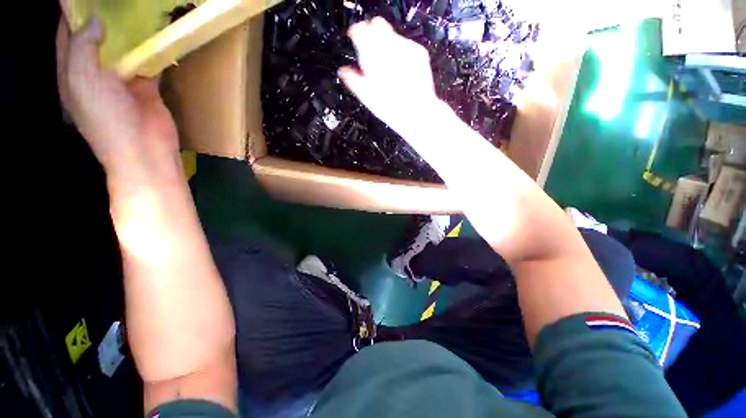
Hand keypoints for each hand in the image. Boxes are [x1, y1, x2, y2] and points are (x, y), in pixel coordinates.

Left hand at [56, 16, 178, 175]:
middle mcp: (95, 71)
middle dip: (102, 16)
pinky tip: (157, 34)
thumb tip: (94, 19)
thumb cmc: (106, 118)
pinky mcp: (147, 86)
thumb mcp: (83, 80)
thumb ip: (82, 46)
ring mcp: (122, 79)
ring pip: (123, 47)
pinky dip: (152, 49)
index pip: (67, 33)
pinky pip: (148, 62)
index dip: (72, 12)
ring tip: (136, 9)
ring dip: (128, 31)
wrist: (144, 149)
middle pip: (95, 37)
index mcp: (73, 71)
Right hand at [339, 17, 439, 135]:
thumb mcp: (366, 95)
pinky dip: (403, 55)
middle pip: (377, 24)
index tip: (356, 41)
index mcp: (371, 53)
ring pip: (392, 36)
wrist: (416, 111)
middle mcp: (388, 45)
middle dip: (373, 35)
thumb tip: (343, 71)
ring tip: (390, 70)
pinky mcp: (419, 52)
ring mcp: (405, 47)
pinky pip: (407, 46)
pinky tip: (402, 72)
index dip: (356, 34)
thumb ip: (352, 79)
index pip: (358, 29)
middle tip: (373, 54)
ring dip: (388, 47)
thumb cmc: (389, 106)